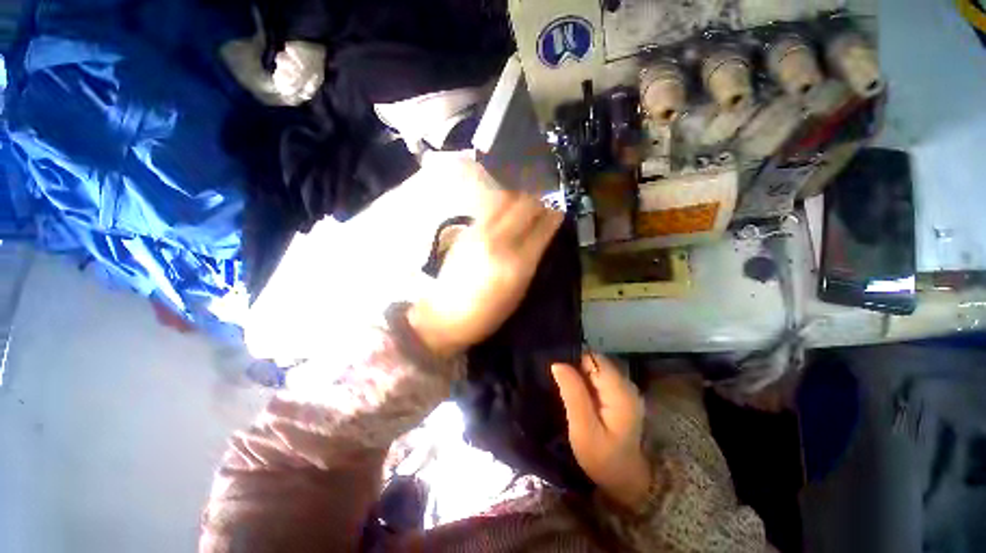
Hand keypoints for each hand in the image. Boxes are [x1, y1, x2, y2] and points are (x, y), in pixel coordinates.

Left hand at [409, 178, 563, 357]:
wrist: (447, 314)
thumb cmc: (488, 312)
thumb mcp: (518, 292)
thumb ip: (532, 260)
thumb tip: (541, 236)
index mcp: (518, 264)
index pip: (542, 227)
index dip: (554, 217)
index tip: (559, 215)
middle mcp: (500, 242)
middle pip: (525, 205)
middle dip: (539, 204)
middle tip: (542, 210)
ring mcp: (480, 232)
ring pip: (505, 197)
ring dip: (519, 199)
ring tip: (523, 209)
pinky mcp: (466, 230)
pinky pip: (489, 205)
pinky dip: (502, 203)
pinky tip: (505, 214)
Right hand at [552, 354, 651, 510]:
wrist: (625, 480)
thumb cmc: (602, 459)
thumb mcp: (583, 429)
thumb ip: (573, 394)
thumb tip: (557, 363)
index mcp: (620, 391)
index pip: (592, 359)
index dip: (572, 361)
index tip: (556, 373)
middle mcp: (626, 384)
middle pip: (594, 361)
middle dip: (574, 367)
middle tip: (558, 385)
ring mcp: (624, 389)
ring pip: (594, 368)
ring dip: (578, 375)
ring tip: (564, 390)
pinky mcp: (619, 394)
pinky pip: (597, 378)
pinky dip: (585, 382)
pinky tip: (576, 395)